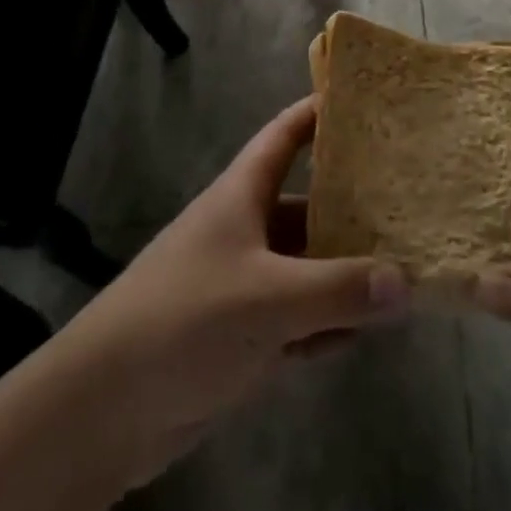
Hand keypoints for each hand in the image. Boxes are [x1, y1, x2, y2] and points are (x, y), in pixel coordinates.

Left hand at [56, 97, 408, 487]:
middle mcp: (245, 230)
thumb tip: (406, 283)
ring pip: (305, 266)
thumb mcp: (268, 299)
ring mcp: (243, 284)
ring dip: (344, 273)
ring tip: (402, 272)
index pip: (285, 134)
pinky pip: (296, 318)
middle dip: (351, 205)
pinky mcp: (241, 335)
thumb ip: (338, 290)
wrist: (102, 410)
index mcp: (242, 195)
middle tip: (407, 203)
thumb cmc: (185, 320)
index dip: (319, 112)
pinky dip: (325, 323)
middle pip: (306, 204)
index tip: (365, 100)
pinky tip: (362, 334)